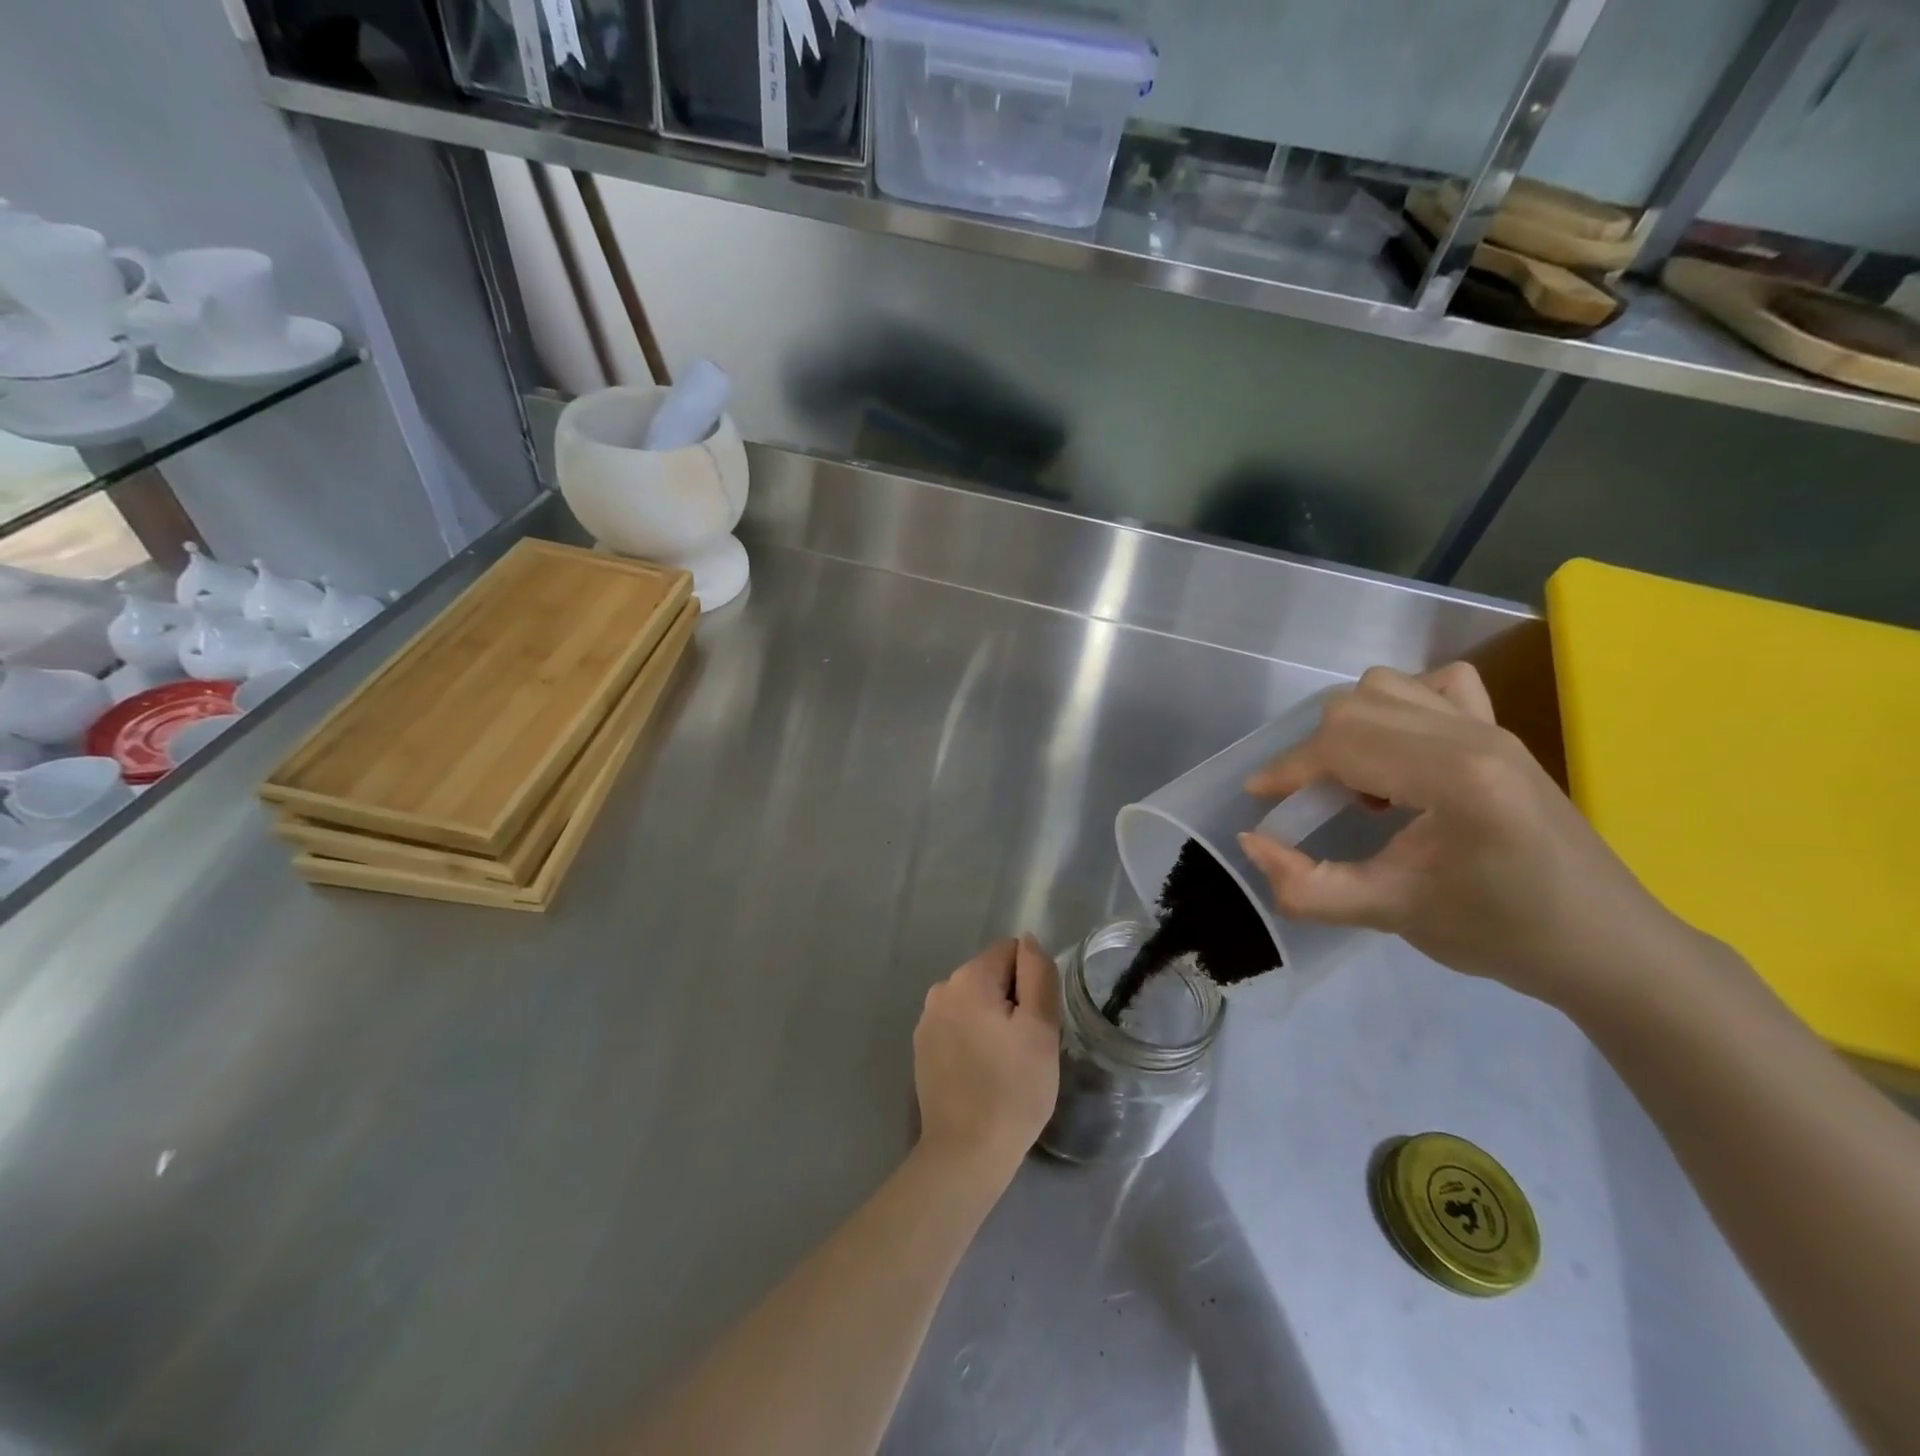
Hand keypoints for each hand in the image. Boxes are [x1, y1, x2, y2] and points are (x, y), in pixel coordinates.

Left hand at [913, 935, 1061, 1190]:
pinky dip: (973, 1038)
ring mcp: (926, 1020)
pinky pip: (957, 1025)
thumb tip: (1028, 941)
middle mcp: (941, 989)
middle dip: (1011, 1001)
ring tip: (1005, 1063)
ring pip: (974, 1002)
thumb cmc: (1013, 1090)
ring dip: (993, 1020)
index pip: (1010, 951)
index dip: (1031, 982)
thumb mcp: (1041, 1029)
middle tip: (1025, 1047)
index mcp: (968, 978)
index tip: (1036, 1021)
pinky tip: (983, 1073)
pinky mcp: (922, 1047)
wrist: (965, 1153)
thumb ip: (1038, 975)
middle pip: (990, 975)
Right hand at [1237, 664, 1688, 1014]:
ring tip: (1360, 783)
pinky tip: (1401, 755)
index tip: (1260, 799)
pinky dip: (1399, 708)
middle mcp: (1473, 734)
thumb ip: (1309, 886)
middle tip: (1310, 803)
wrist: (1606, 946)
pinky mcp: (1502, 732)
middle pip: (1357, 705)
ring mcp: (1492, 726)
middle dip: (1314, 752)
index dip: (1288, 768)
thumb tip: (1251, 843)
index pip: (1344, 742)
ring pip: (1387, 687)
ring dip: (1352, 728)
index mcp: (1455, 776)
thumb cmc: (1502, 934)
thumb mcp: (1392, 915)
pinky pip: (1436, 687)